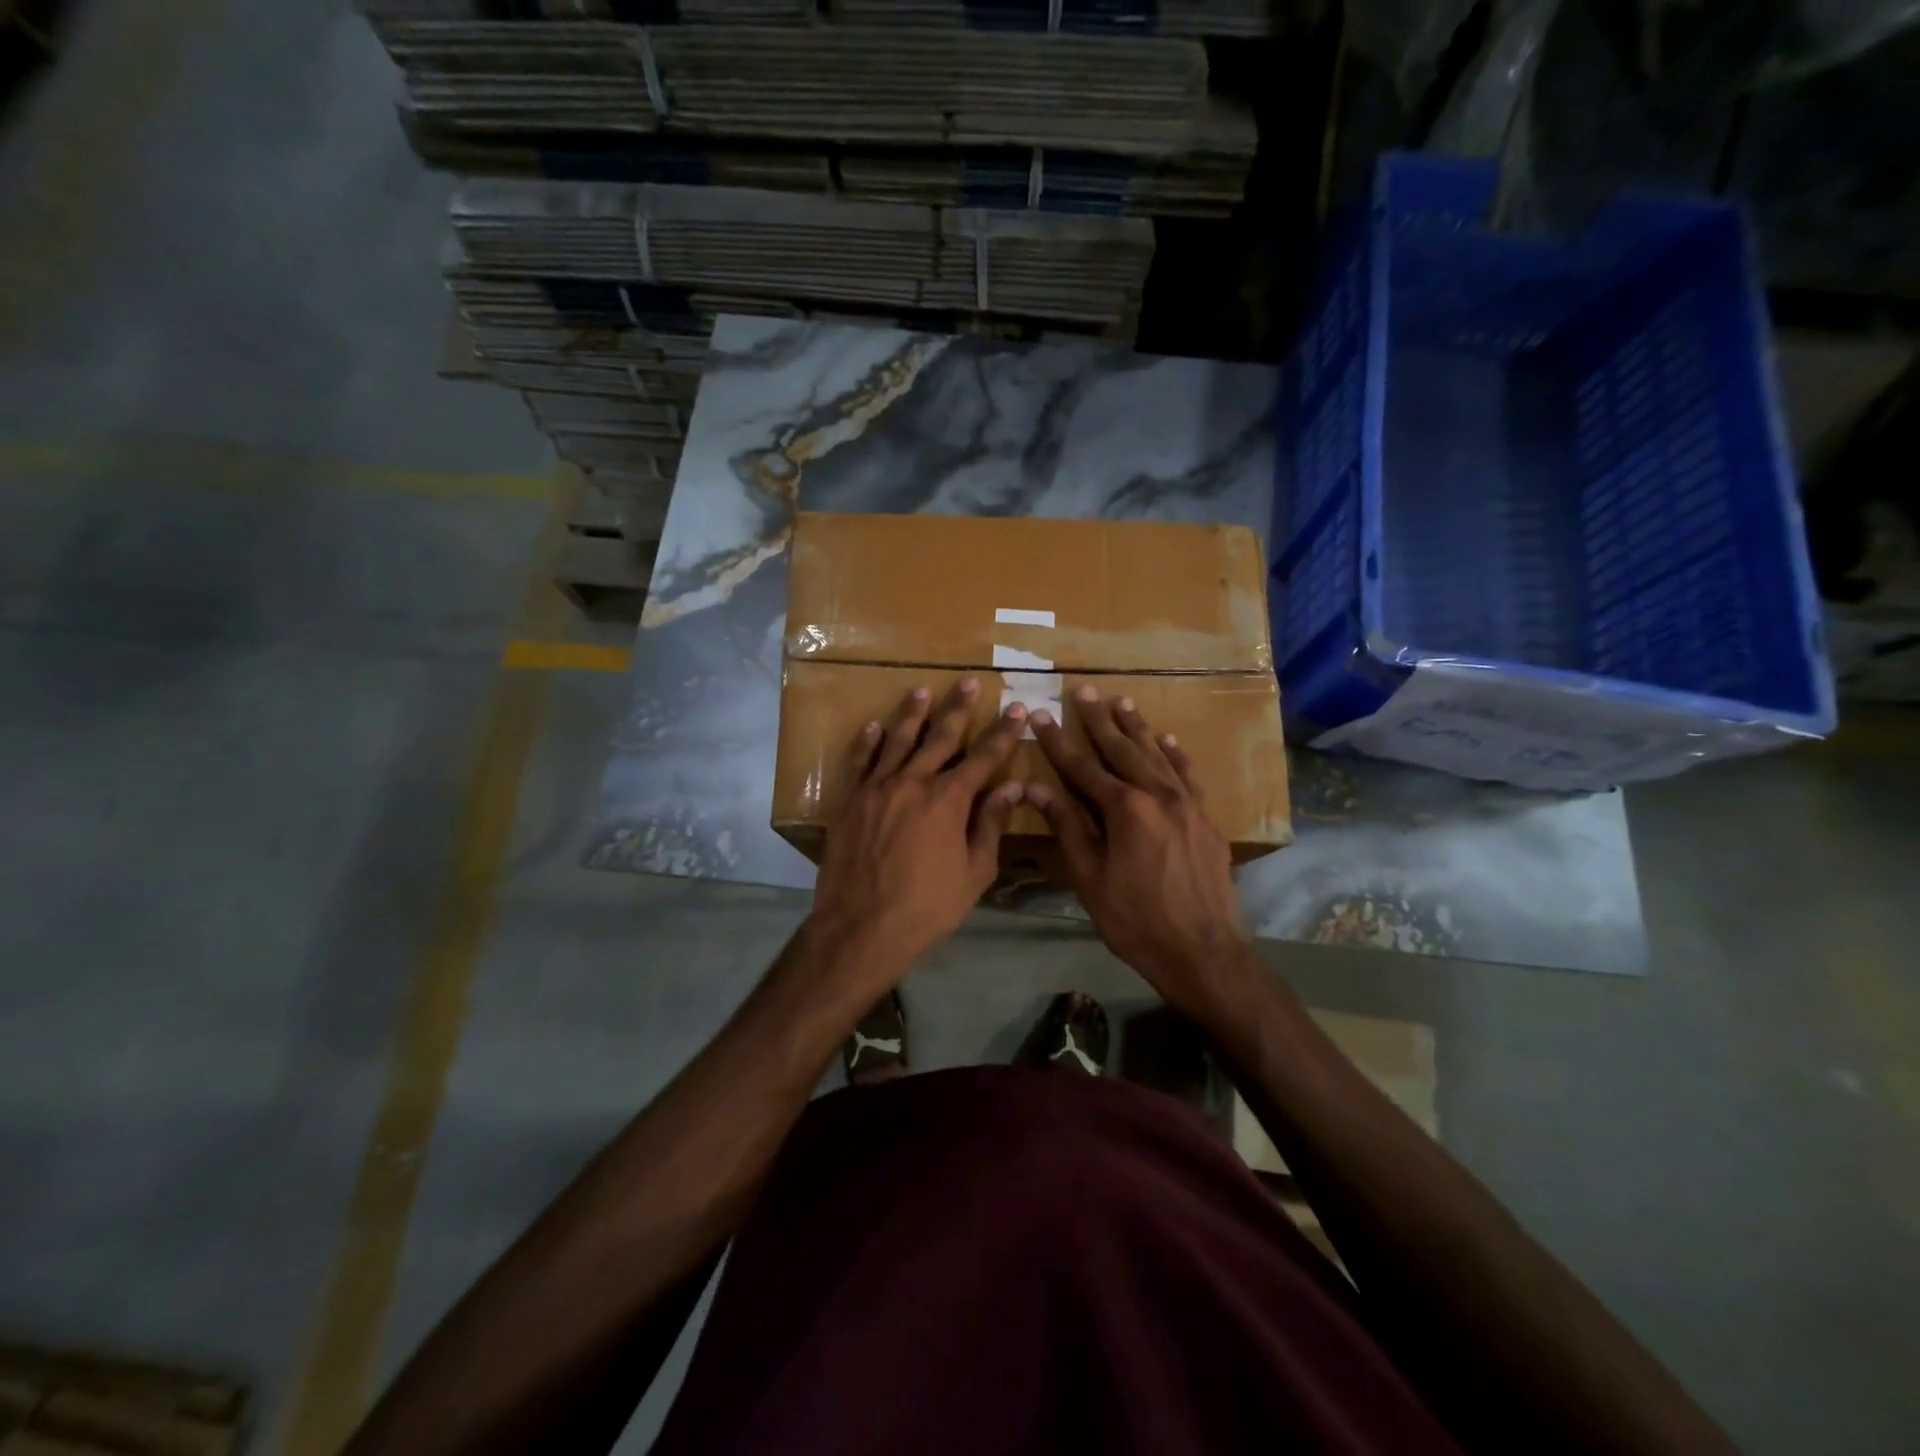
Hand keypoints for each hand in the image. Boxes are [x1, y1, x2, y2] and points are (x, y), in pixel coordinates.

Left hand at [810, 680, 1026, 984]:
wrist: (861, 926)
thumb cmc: (927, 906)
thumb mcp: (974, 872)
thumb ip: (991, 825)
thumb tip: (1013, 787)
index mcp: (948, 800)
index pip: (983, 757)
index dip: (1002, 733)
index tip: (1015, 709)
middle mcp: (913, 782)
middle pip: (940, 737)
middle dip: (958, 709)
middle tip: (968, 682)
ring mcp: (877, 788)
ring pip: (898, 741)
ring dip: (912, 714)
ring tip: (922, 691)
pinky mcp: (850, 800)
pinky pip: (861, 762)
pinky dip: (868, 742)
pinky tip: (874, 727)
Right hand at [1026, 687, 1249, 1010]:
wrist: (1202, 951)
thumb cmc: (1135, 919)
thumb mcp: (1089, 878)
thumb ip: (1066, 827)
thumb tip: (1036, 789)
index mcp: (1124, 809)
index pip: (1082, 766)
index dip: (1058, 741)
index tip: (1040, 715)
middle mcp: (1158, 795)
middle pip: (1123, 749)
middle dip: (1100, 720)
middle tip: (1085, 691)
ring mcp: (1188, 804)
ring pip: (1157, 755)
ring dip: (1137, 728)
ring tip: (1122, 702)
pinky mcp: (1206, 818)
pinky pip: (1188, 775)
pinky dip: (1175, 755)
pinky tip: (1168, 740)